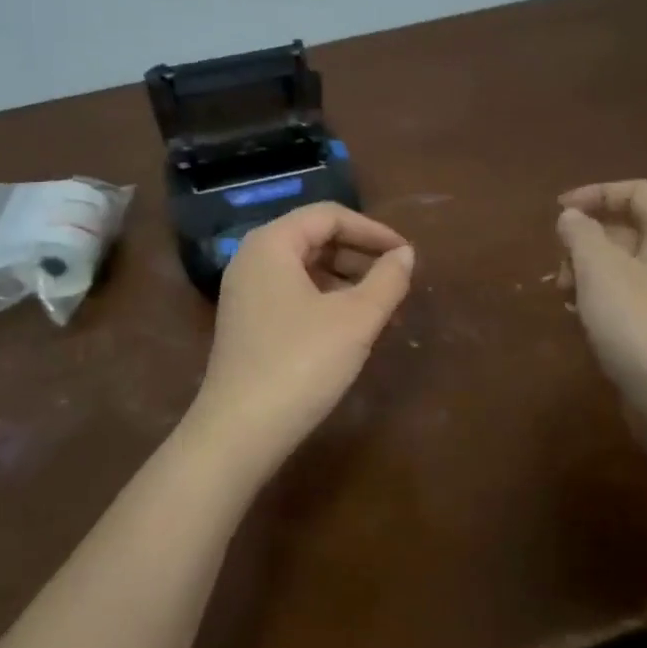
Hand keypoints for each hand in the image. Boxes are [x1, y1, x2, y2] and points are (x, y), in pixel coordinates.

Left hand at [181, 202, 414, 479]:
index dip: (372, 230)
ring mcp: (245, 293)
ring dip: (345, 280)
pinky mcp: (247, 323)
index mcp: (272, 243)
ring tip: (380, 307)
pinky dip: (325, 300)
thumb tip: (405, 254)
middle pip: (314, 239)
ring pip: (305, 269)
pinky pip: (293, 294)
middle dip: (359, 255)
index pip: (328, 216)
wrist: (240, 431)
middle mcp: (252, 259)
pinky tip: (349, 328)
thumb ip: (387, 280)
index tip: (405, 254)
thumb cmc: (301, 363)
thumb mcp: (355, 319)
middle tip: (395, 281)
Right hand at [556, 180, 646, 441]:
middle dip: (586, 240)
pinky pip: (630, 297)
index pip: (638, 192)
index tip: (559, 212)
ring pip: (625, 266)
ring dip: (589, 272)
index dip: (596, 193)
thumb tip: (571, 217)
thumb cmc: (640, 325)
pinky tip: (581, 320)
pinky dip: (602, 298)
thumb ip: (581, 235)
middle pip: (629, 229)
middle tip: (560, 267)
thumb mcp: (599, 270)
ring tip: (565, 297)